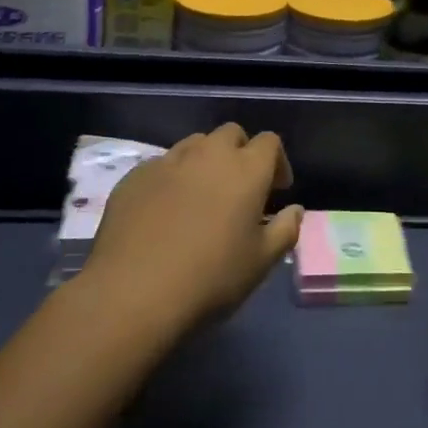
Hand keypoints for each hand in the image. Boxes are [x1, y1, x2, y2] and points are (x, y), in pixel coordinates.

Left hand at [78, 124, 301, 335]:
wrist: (133, 294)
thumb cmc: (210, 279)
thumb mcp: (261, 263)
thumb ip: (285, 230)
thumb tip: (294, 210)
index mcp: (246, 170)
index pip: (269, 142)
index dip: (277, 162)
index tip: (276, 190)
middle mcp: (208, 155)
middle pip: (231, 134)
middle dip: (241, 153)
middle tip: (240, 188)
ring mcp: (168, 162)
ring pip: (194, 144)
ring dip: (205, 161)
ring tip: (201, 195)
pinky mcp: (134, 177)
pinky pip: (161, 165)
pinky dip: (172, 178)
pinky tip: (165, 211)